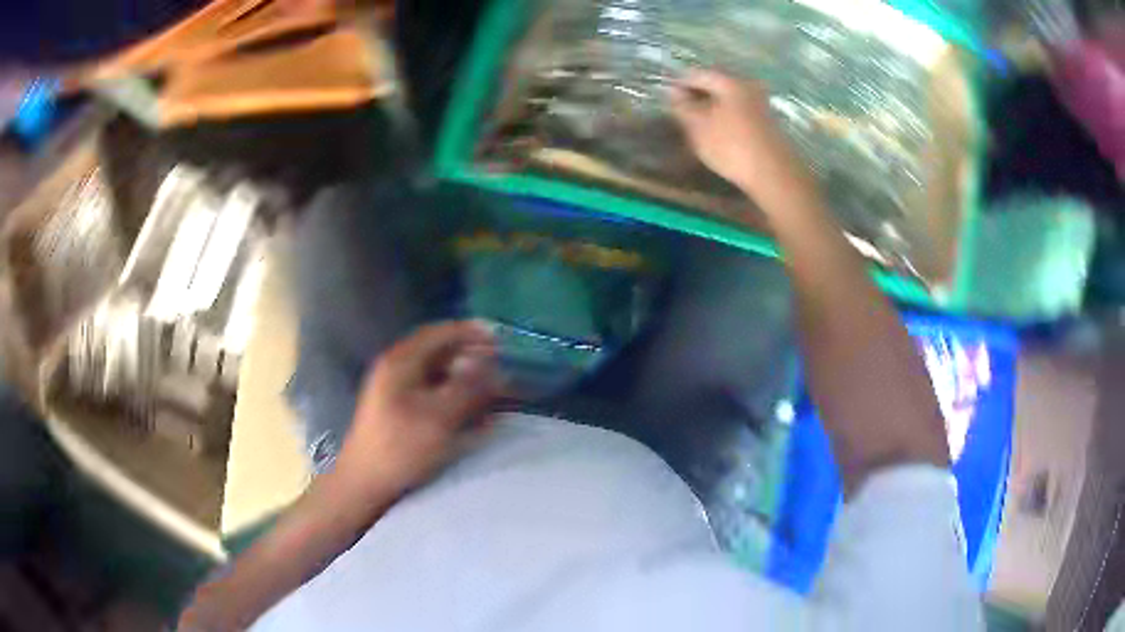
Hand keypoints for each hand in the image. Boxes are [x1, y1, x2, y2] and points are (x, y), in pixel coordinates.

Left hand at [335, 321, 501, 501]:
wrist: (366, 483)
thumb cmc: (400, 447)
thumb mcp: (439, 417)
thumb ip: (468, 388)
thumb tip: (493, 365)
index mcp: (401, 362)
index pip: (439, 333)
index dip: (471, 332)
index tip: (500, 339)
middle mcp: (397, 369)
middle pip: (440, 353)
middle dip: (472, 357)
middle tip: (501, 366)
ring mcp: (397, 391)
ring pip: (439, 375)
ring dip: (466, 379)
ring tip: (494, 389)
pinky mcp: (400, 412)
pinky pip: (434, 394)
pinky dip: (456, 397)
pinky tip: (474, 412)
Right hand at [671, 71, 798, 196]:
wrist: (775, 175)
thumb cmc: (731, 147)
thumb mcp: (697, 126)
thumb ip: (682, 106)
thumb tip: (673, 92)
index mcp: (730, 82)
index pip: (697, 74)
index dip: (679, 85)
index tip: (668, 100)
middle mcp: (748, 86)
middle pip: (716, 85)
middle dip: (697, 96)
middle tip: (682, 113)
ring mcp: (762, 104)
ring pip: (729, 100)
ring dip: (713, 109)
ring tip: (699, 126)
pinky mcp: (769, 123)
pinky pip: (740, 113)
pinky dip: (727, 119)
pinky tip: (720, 134)